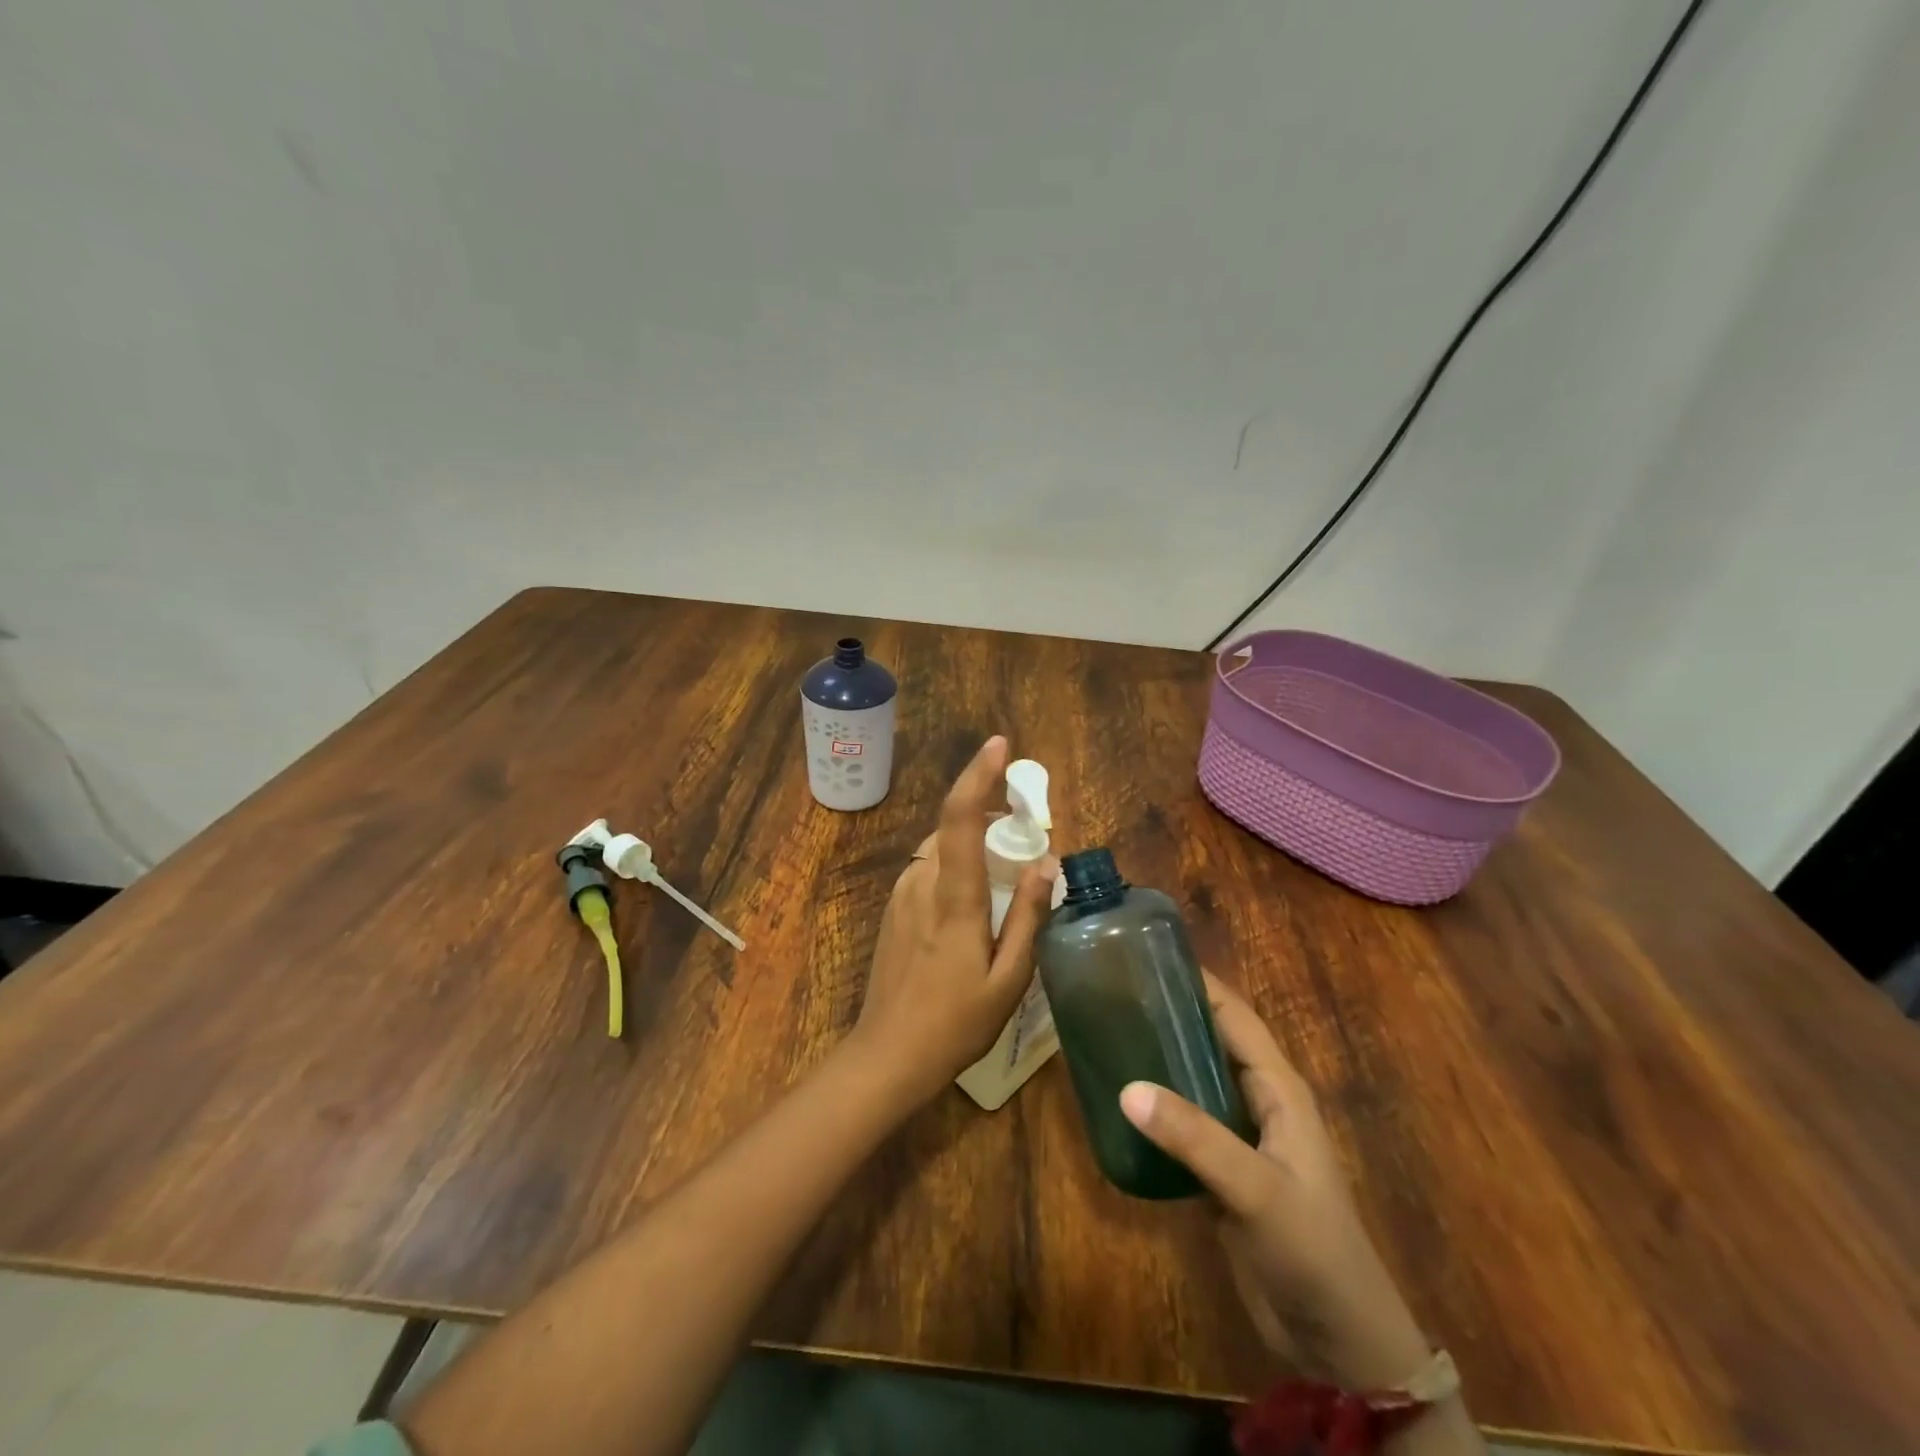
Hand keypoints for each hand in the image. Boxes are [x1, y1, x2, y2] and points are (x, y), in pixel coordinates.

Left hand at [852, 736, 1056, 1106]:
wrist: (887, 1055)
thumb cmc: (956, 1022)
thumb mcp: (1009, 979)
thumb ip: (1029, 917)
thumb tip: (1046, 862)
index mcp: (954, 897)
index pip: (961, 818)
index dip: (978, 775)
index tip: (999, 745)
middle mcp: (922, 882)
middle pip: (952, 826)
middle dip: (987, 812)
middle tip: (1025, 827)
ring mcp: (902, 894)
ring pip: (940, 847)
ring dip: (971, 841)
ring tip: (1006, 866)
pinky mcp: (894, 909)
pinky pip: (929, 868)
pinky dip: (955, 863)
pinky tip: (975, 897)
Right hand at [1119, 974, 1428, 1389]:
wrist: (1339, 1342)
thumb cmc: (1312, 1249)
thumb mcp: (1256, 1189)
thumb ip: (1195, 1138)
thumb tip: (1126, 1088)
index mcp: (1279, 1089)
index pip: (1234, 1017)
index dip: (1197, 983)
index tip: (1147, 957)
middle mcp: (1258, 1102)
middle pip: (1210, 1041)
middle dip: (1169, 1015)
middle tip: (1113, 993)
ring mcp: (1240, 1137)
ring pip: (1193, 1081)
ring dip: (1159, 1059)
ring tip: (1107, 1034)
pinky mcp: (1222, 1171)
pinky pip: (1184, 1123)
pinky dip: (1156, 1107)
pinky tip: (1118, 1101)